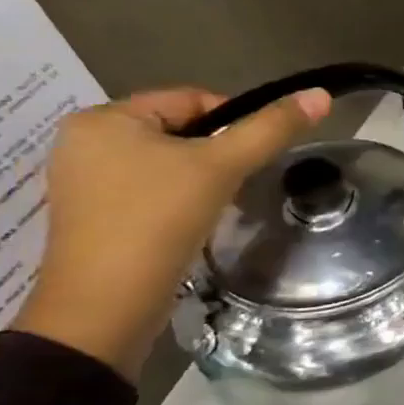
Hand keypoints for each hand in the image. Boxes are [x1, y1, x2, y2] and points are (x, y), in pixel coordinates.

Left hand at [13, 87, 331, 376]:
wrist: (105, 309)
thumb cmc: (158, 221)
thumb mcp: (222, 167)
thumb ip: (272, 128)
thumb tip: (320, 95)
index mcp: (104, 118)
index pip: (192, 100)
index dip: (234, 125)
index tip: (249, 160)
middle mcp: (84, 141)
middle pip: (180, 131)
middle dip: (215, 156)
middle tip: (233, 186)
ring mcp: (83, 181)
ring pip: (166, 163)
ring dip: (199, 179)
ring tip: (212, 207)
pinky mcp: (91, 216)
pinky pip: (148, 190)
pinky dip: (175, 200)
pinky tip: (187, 224)